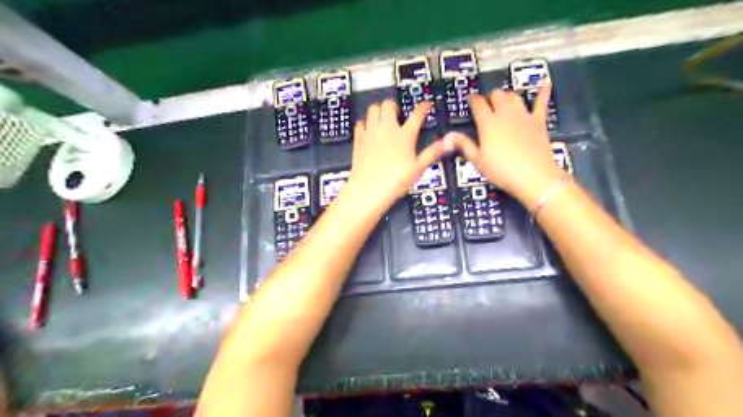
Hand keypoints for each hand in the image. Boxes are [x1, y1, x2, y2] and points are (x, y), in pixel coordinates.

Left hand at [347, 100, 446, 211]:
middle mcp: (387, 129)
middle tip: (398, 114)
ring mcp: (371, 132)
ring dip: (379, 110)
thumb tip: (447, 142)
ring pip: (373, 109)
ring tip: (383, 119)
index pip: (417, 114)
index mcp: (405, 135)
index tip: (426, 104)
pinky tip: (369, 131)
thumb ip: (431, 153)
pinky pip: (360, 123)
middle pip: (389, 104)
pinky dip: (365, 123)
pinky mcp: (358, 139)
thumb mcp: (418, 169)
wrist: (368, 189)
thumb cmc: (396, 181)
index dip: (423, 107)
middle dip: (394, 106)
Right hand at [447, 82, 563, 208]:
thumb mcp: (478, 161)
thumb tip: (447, 135)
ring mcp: (523, 115)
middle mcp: (505, 114)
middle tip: (486, 105)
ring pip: (514, 96)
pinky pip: (541, 103)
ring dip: (507, 96)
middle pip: (496, 95)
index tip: (470, 99)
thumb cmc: (501, 171)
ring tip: (503, 101)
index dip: (473, 99)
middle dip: (490, 97)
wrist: (534, 176)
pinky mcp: (539, 121)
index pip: (478, 104)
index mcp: (488, 123)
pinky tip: (545, 82)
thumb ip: (464, 145)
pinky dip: (543, 91)